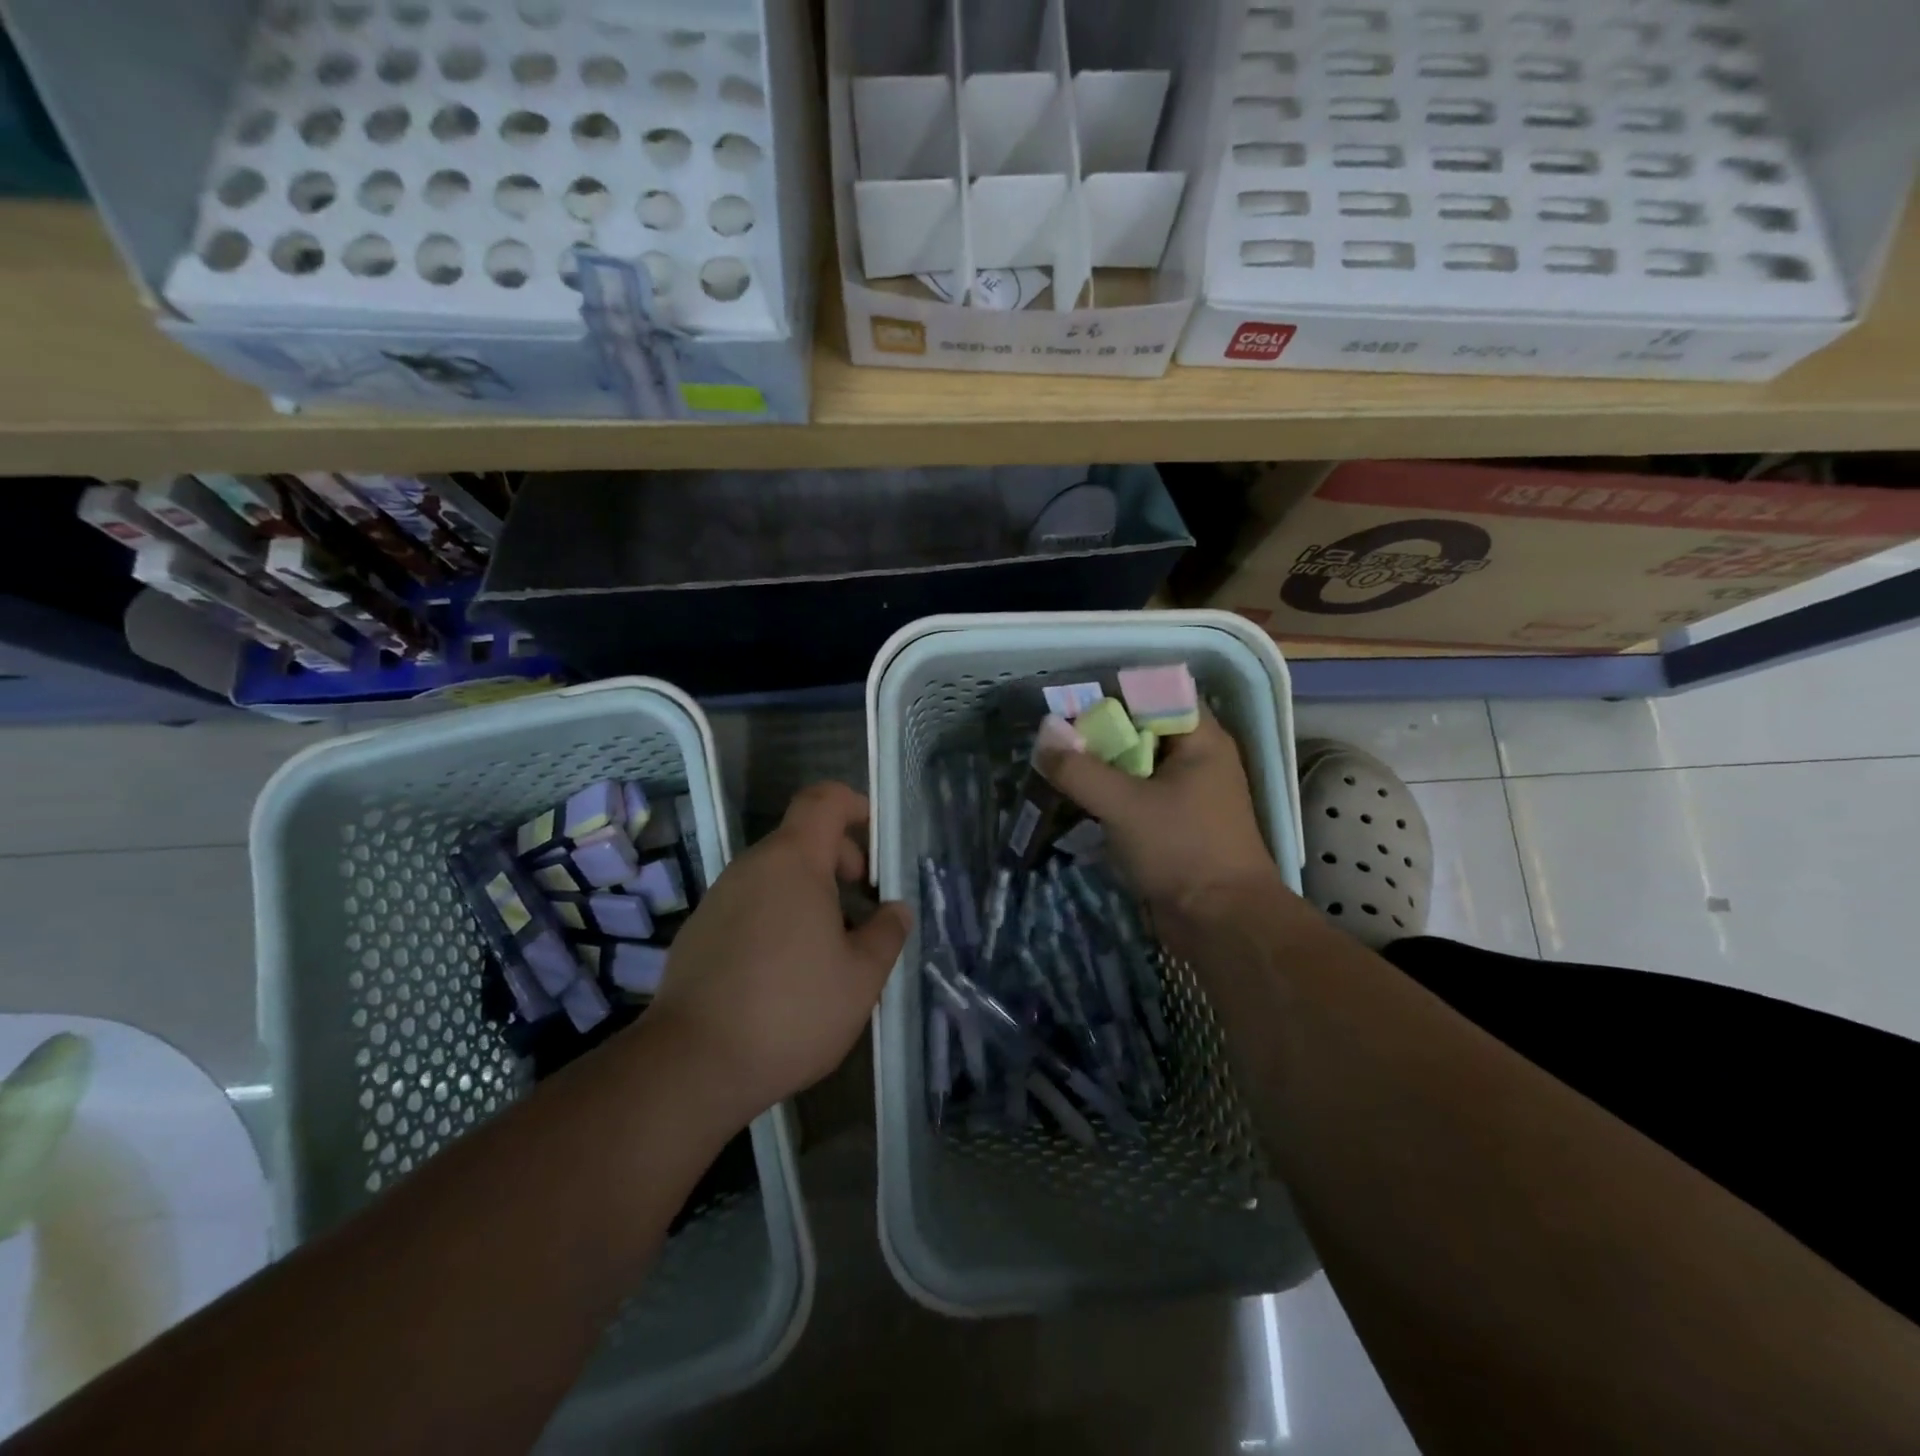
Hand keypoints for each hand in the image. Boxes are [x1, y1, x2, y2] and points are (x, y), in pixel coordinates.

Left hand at [644, 782, 911, 1123]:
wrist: (691, 1065)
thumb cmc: (791, 1011)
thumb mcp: (861, 978)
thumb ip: (886, 934)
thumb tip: (897, 909)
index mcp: (793, 862)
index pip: (823, 800)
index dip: (853, 804)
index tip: (877, 839)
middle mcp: (751, 868)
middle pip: (801, 838)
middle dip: (839, 860)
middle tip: (863, 906)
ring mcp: (719, 898)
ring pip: (775, 874)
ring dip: (810, 893)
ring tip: (830, 946)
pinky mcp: (699, 931)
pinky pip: (750, 903)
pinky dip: (778, 915)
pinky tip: (787, 971)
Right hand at [1037, 709, 1282, 915]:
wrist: (1222, 923)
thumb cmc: (1182, 850)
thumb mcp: (1124, 805)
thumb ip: (1079, 769)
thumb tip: (1043, 736)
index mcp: (1200, 739)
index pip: (1155, 694)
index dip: (1113, 693)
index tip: (1070, 704)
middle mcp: (1195, 758)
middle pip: (1140, 729)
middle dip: (1097, 733)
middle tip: (1053, 738)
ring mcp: (1185, 793)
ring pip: (1134, 765)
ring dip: (1098, 766)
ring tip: (1055, 767)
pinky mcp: (1172, 823)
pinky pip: (1134, 796)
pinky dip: (1107, 795)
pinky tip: (1074, 800)